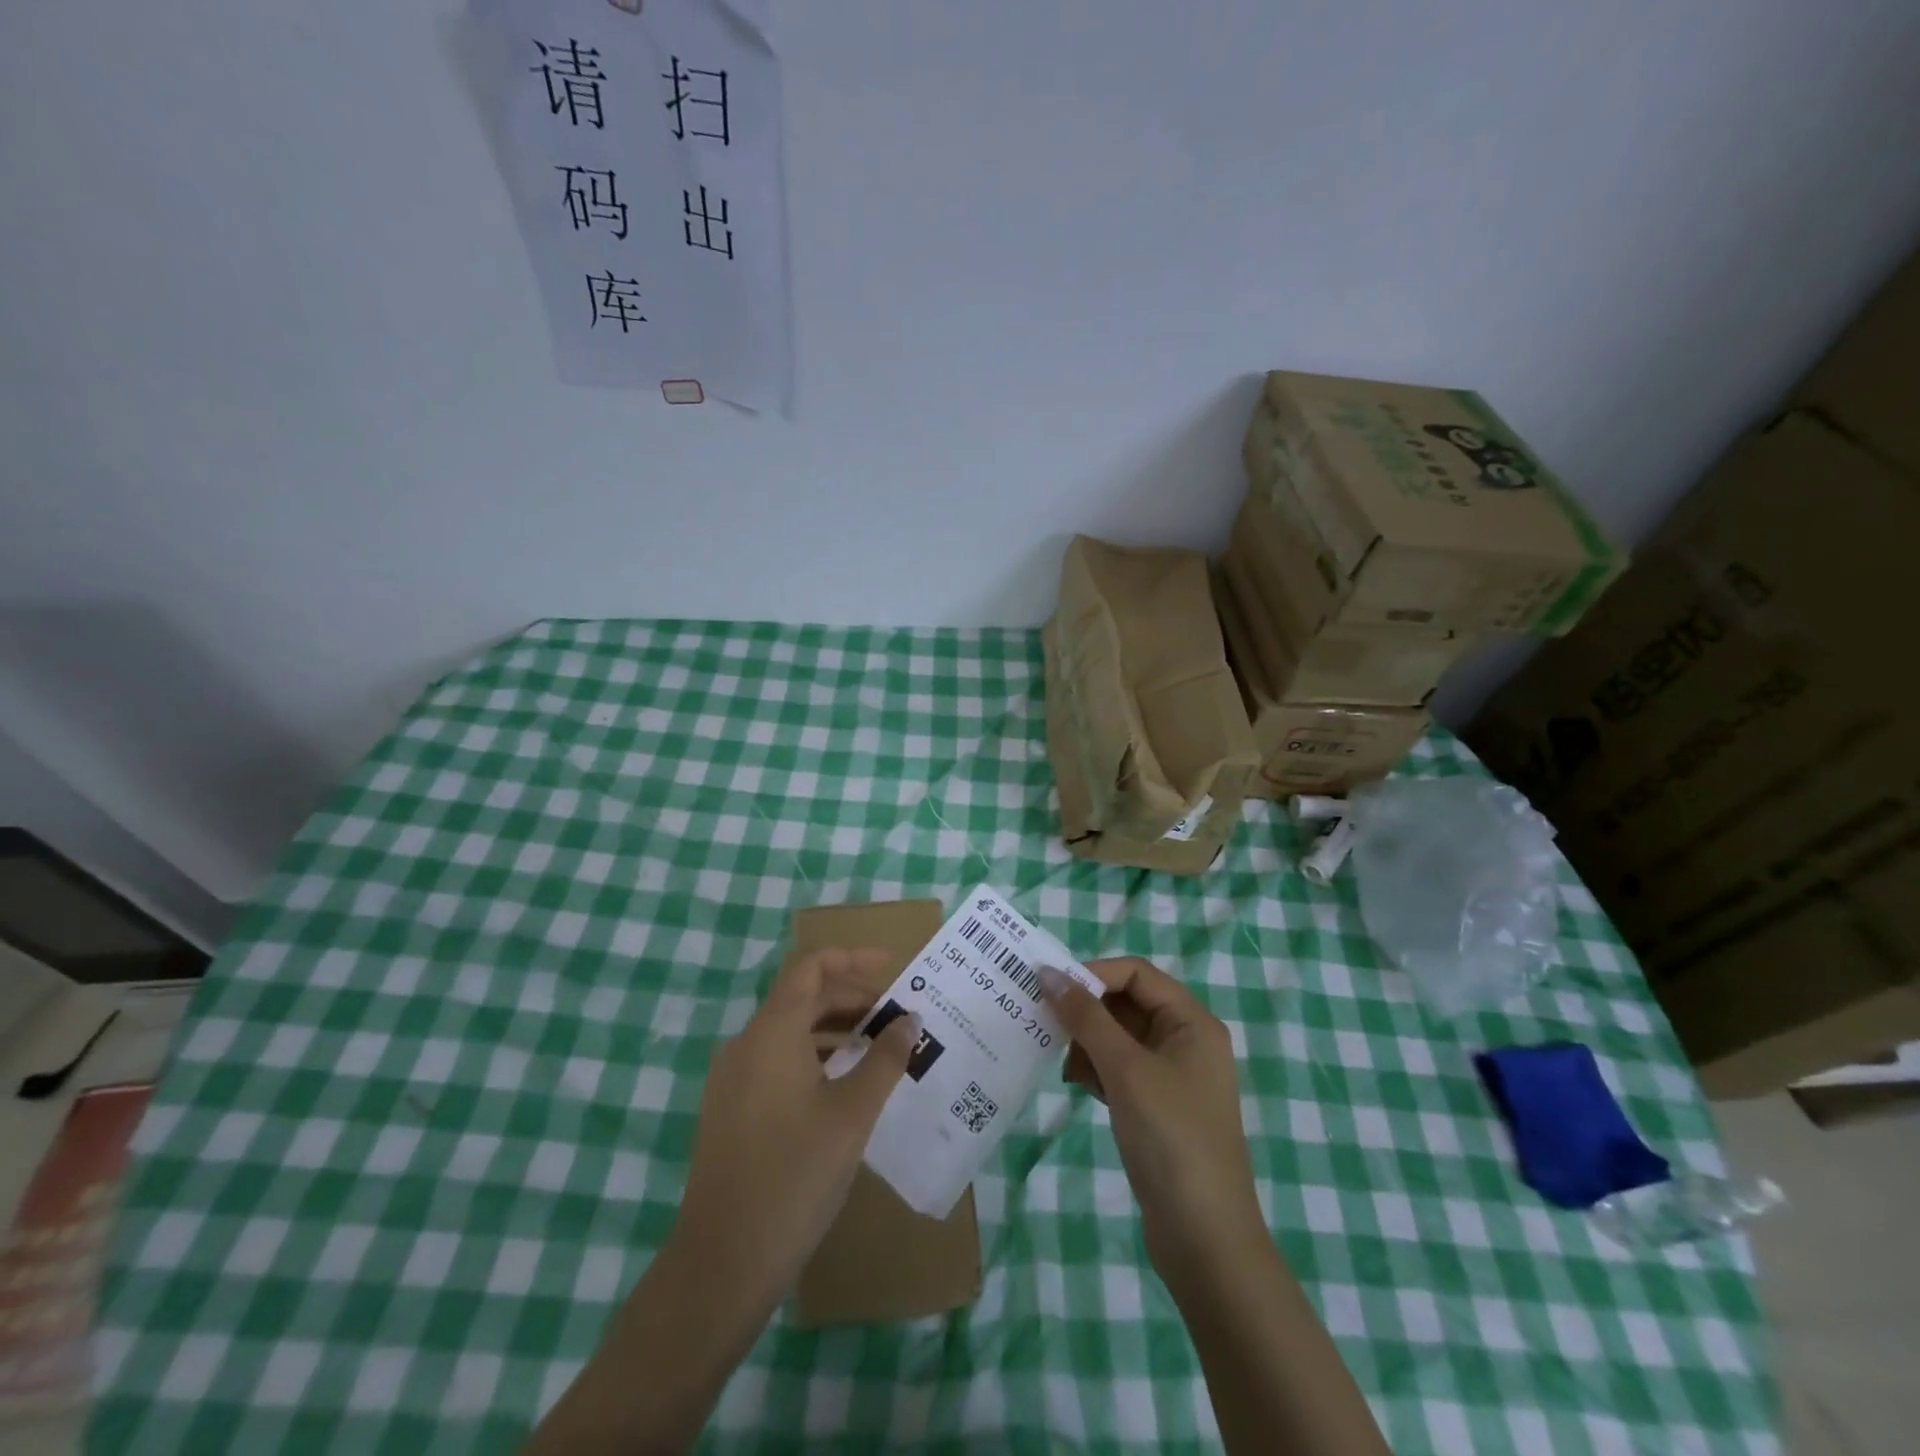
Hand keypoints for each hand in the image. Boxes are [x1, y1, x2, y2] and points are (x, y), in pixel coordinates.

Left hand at [669, 947, 916, 1307]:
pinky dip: (814, 1055)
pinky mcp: (731, 1108)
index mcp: (772, 1032)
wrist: (722, 1263)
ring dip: (834, 1027)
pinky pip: (777, 1059)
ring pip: (789, 1030)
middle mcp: (746, 1044)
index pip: (810, 967)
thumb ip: (884, 1058)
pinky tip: (844, 1084)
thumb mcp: (852, 1114)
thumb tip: (908, 1021)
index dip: (852, 958)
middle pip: (801, 997)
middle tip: (896, 1015)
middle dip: (850, 996)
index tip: (892, 967)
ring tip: (878, 1045)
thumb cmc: (794, 1175)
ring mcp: (733, 1078)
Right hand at [1039, 957, 1266, 1280]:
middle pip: (1127, 1003)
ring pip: (1119, 1037)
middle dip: (1087, 1012)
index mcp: (1192, 1022)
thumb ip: (1086, 1017)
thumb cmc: (1171, 1138)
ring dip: (1088, 1043)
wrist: (1204, 1239)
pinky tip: (1077, 1086)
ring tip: (1064, 1065)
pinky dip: (1097, 1070)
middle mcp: (1185, 1041)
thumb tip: (1049, 973)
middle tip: (1046, 1024)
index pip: (1137, 974)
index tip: (1050, 988)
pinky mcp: (1157, 1107)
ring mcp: (1172, 1077)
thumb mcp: (1126, 1069)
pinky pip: (1120, 1069)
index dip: (1094, 974)